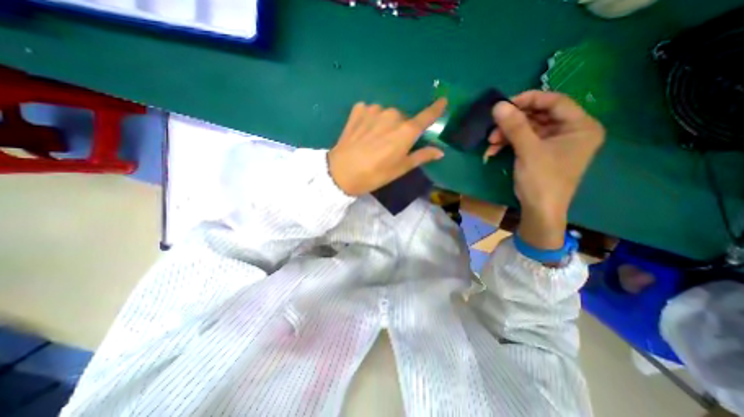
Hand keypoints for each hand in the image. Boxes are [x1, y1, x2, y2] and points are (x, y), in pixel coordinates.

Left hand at [326, 98, 442, 194]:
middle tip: (390, 146)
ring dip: (385, 124)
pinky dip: (370, 119)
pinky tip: (363, 132)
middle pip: (403, 119)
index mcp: (406, 130)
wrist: (341, 172)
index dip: (436, 109)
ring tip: (374, 141)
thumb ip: (421, 156)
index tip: (443, 101)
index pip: (426, 116)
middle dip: (401, 129)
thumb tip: (439, 151)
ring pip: (386, 115)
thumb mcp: (400, 168)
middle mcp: (392, 115)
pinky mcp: (358, 110)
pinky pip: (370, 111)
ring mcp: (374, 110)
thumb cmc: (375, 174)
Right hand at [489, 91, 603, 249]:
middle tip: (493, 126)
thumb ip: (514, 126)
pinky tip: (493, 151)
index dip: (529, 100)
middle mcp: (570, 132)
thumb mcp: (528, 151)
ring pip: (528, 129)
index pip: (555, 102)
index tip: (505, 104)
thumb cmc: (542, 180)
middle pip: (539, 116)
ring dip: (507, 134)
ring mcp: (555, 143)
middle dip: (513, 122)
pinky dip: (508, 144)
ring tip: (490, 142)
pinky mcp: (541, 153)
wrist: (539, 211)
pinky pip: (524, 141)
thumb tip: (498, 105)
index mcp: (580, 127)